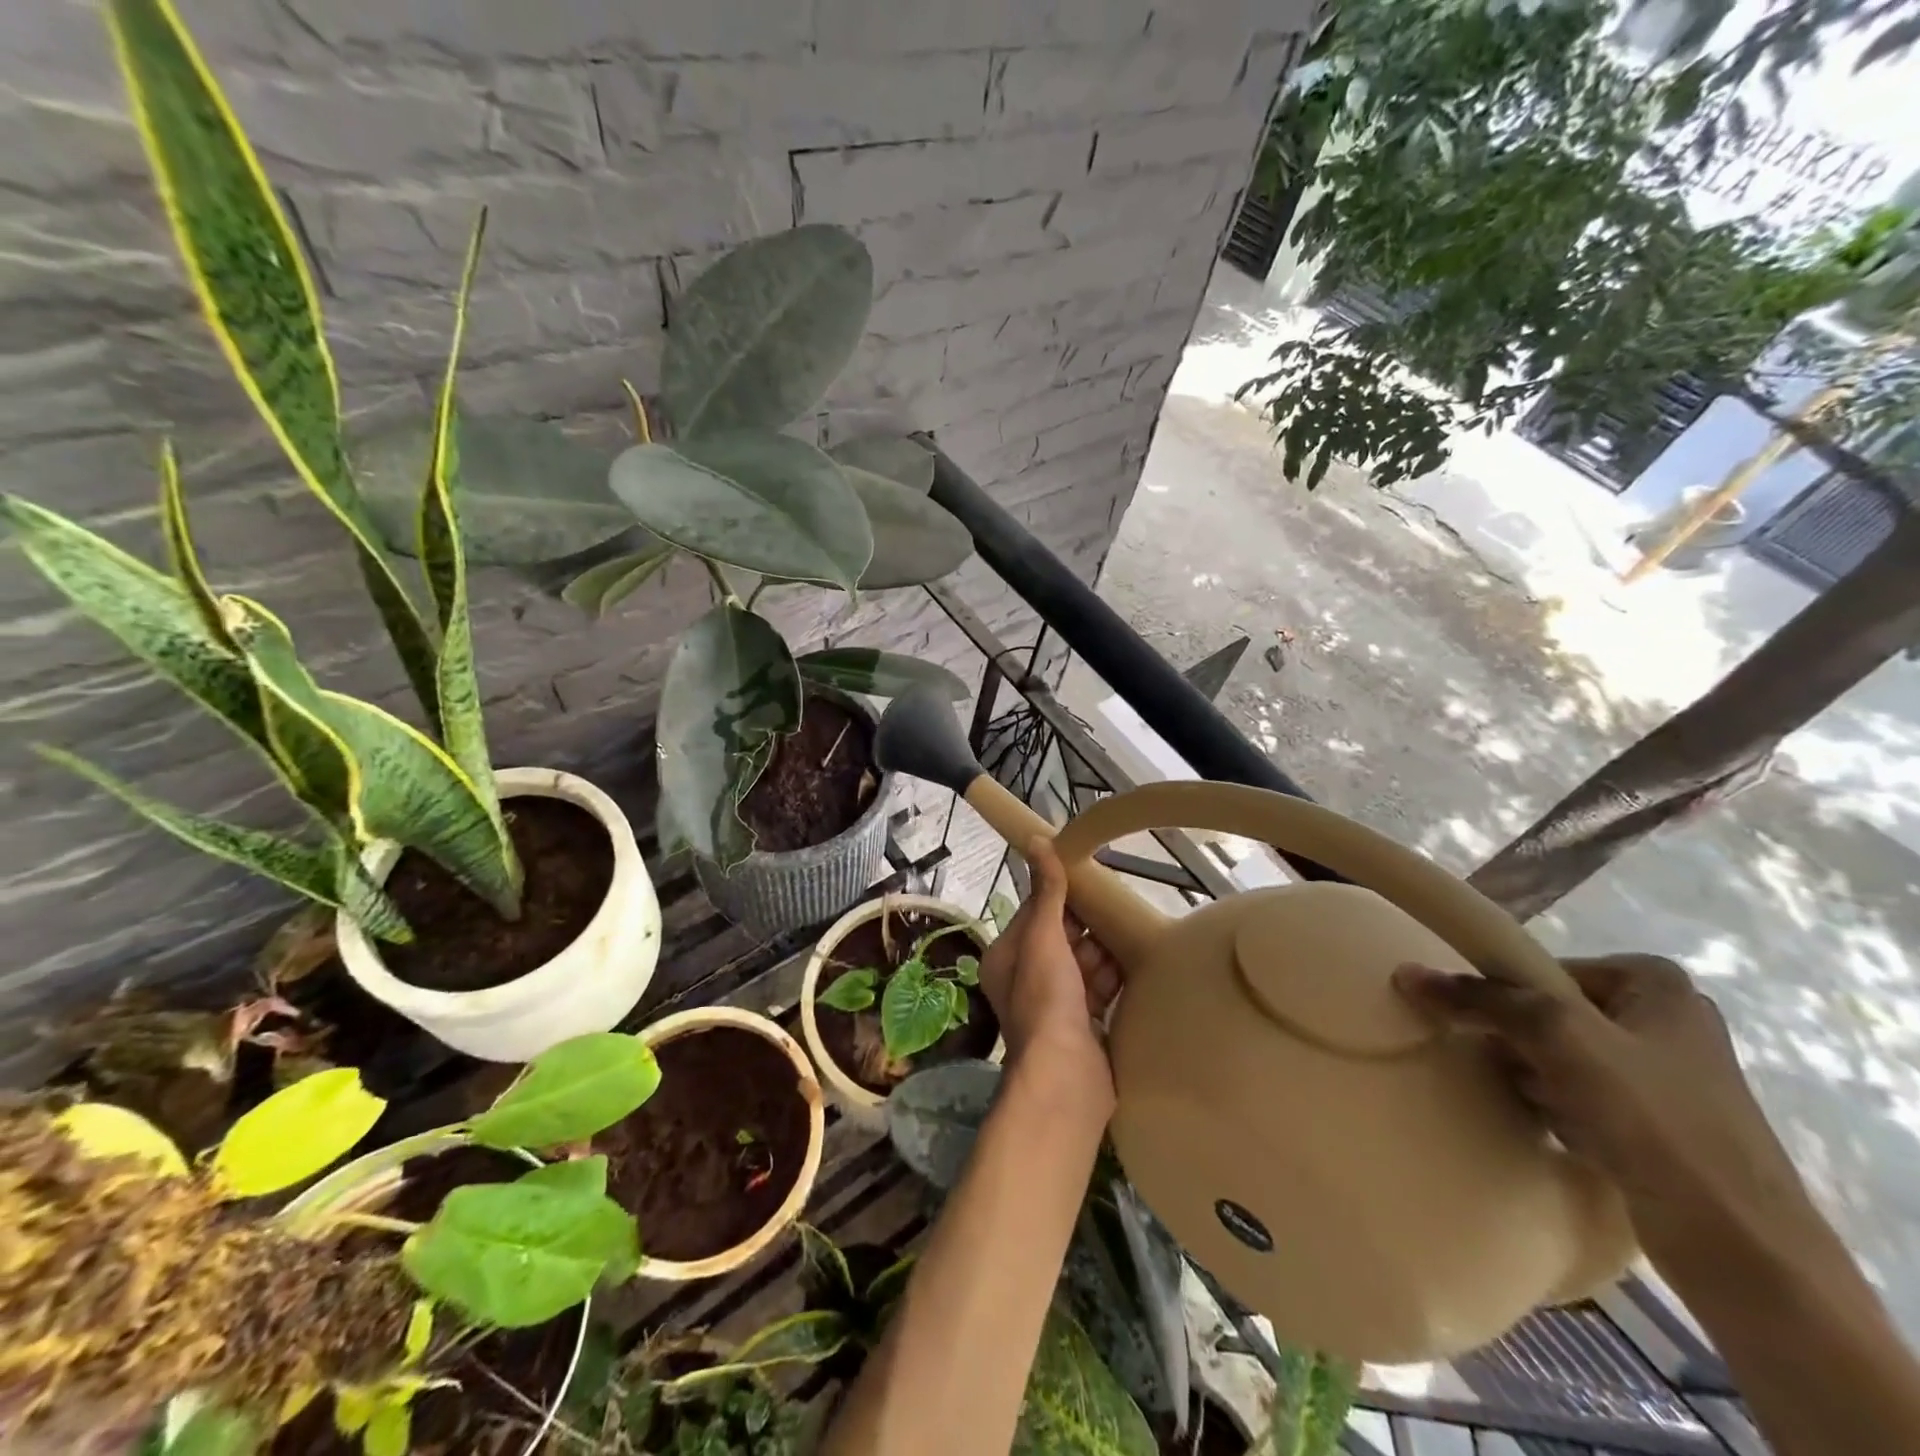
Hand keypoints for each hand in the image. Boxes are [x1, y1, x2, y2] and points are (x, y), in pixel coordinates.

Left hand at [978, 837, 1121, 1110]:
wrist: (1066, 1077)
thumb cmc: (1047, 1000)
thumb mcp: (1044, 937)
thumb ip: (1047, 892)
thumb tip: (1037, 840)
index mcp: (1008, 957)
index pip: (1036, 914)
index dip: (1061, 897)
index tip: (1091, 880)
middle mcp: (1027, 980)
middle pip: (1062, 940)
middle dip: (1088, 927)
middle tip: (1119, 906)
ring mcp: (1056, 1006)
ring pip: (1083, 966)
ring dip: (1104, 952)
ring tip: (1133, 933)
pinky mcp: (1083, 1027)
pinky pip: (1100, 992)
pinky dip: (1114, 979)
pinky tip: (1138, 965)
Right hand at [1393, 955, 1818, 1264]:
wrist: (1743, 1249)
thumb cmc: (1655, 1120)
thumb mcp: (1559, 1038)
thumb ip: (1482, 1000)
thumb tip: (1407, 973)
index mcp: (1658, 986)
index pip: (1547, 971)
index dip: (1510, 996)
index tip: (1488, 1027)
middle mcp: (1668, 1023)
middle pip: (1552, 1014)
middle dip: (1522, 1043)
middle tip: (1509, 1068)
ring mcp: (1668, 1079)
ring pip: (1564, 1059)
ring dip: (1535, 1079)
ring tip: (1529, 1103)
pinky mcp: (1662, 1129)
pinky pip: (1583, 1100)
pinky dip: (1559, 1110)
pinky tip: (1554, 1129)